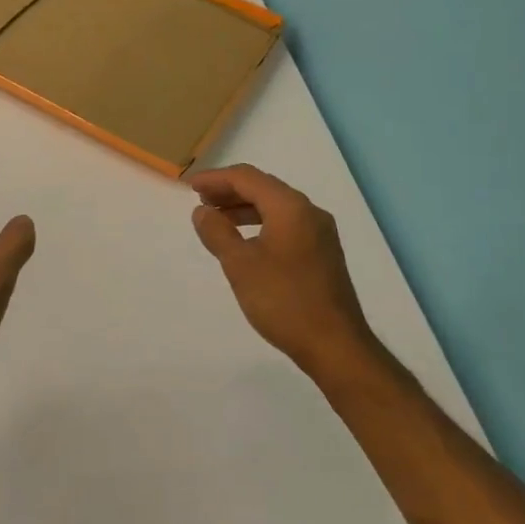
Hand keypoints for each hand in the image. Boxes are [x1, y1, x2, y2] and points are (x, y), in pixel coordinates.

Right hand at [189, 164, 379, 379]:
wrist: (335, 345)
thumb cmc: (284, 301)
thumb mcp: (240, 265)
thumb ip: (217, 233)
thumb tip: (202, 212)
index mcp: (290, 207)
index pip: (247, 178)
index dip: (215, 178)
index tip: (190, 187)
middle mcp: (309, 212)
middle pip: (264, 187)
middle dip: (229, 190)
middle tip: (200, 200)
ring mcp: (319, 233)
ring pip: (276, 206)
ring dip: (244, 207)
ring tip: (216, 219)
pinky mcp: (322, 252)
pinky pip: (286, 223)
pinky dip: (260, 223)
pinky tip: (245, 240)